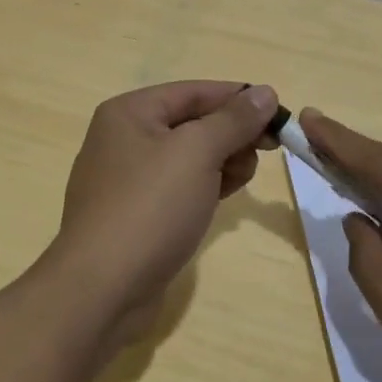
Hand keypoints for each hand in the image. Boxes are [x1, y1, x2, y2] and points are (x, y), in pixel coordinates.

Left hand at [46, 82, 278, 345]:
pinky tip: (224, 197)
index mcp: (129, 112)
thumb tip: (264, 91)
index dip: (238, 98)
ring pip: (188, 156)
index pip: (193, 91)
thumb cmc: (150, 208)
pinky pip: (178, 186)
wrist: (102, 289)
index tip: (279, 114)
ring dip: (222, 160)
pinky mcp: (135, 214)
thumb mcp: (197, 153)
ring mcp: (126, 179)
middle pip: (191, 122)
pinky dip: (205, 185)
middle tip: (266, 151)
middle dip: (231, 133)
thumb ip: (233, 120)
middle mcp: (123, 138)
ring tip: (242, 178)